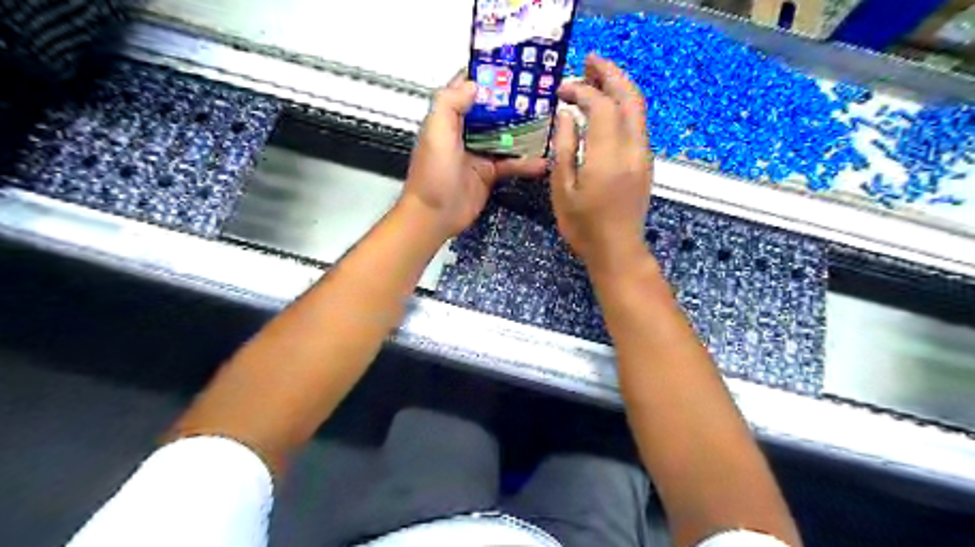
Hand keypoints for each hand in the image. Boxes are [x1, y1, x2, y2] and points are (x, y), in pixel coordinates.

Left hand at [401, 72, 545, 238]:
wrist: (434, 216)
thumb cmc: (432, 175)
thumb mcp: (436, 133)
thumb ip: (450, 103)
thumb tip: (474, 84)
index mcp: (449, 118)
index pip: (469, 88)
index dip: (488, 77)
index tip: (512, 67)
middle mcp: (465, 132)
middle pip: (492, 110)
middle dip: (513, 102)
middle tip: (540, 93)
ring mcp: (479, 153)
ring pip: (505, 135)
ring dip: (524, 130)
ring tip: (548, 122)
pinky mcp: (489, 173)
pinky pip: (511, 163)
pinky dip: (525, 162)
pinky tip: (542, 161)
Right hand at [551, 53, 649, 276]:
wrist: (617, 251)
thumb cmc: (583, 226)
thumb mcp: (562, 189)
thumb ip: (564, 148)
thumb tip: (565, 114)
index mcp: (608, 157)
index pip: (601, 106)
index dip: (582, 90)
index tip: (562, 90)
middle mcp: (632, 149)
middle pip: (629, 97)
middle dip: (610, 74)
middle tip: (589, 61)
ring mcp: (643, 155)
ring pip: (638, 108)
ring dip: (620, 87)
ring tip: (597, 77)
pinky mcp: (645, 162)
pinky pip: (639, 123)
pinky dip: (625, 105)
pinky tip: (608, 108)